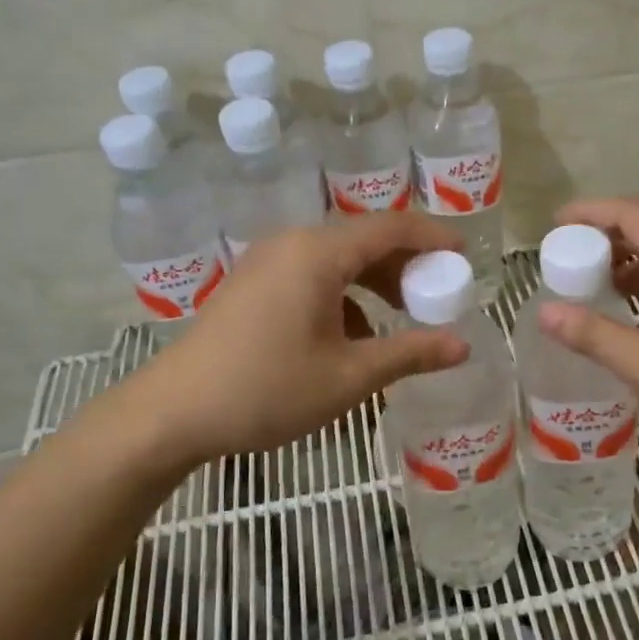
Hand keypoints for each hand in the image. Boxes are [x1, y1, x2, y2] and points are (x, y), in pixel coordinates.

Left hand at [116, 213, 469, 464]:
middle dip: (406, 264)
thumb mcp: (349, 377)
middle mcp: (293, 243)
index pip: (392, 227)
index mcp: (319, 253)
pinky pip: (312, 274)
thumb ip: (410, 353)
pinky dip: (342, 294)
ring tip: (401, 315)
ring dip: (374, 281)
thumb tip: (462, 346)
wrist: (173, 412)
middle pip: (364, 239)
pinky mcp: (252, 282)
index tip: (465, 255)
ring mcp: (267, 261)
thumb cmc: (267, 390)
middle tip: (438, 293)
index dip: (434, 237)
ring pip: (337, 258)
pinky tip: (351, 335)